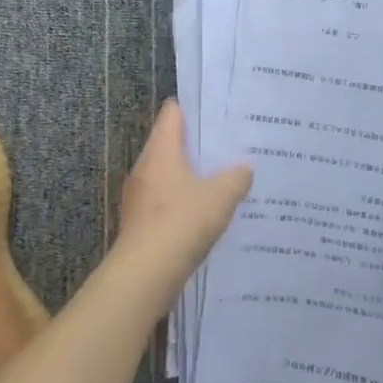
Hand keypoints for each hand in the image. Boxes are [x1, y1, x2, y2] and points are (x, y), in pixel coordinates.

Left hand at [115, 101, 252, 294]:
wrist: (145, 273)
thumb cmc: (182, 222)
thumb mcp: (220, 197)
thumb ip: (236, 178)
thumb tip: (244, 168)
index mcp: (161, 150)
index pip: (172, 113)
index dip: (193, 109)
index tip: (217, 114)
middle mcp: (145, 166)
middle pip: (169, 143)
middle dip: (196, 146)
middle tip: (227, 149)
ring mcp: (138, 195)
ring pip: (166, 174)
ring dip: (189, 176)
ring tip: (220, 181)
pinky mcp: (139, 221)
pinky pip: (163, 200)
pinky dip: (181, 201)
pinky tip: (203, 215)